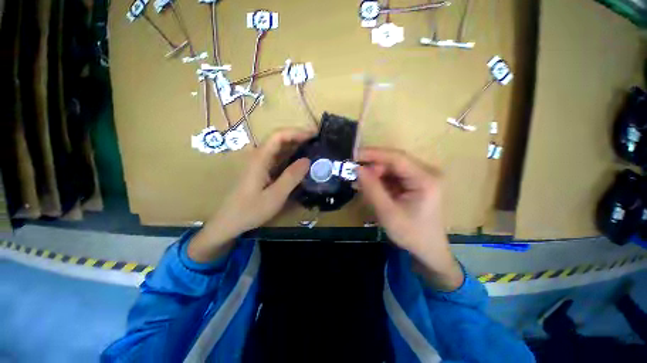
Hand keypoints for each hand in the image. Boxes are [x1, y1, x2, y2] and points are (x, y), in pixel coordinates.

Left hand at [188, 128, 313, 262]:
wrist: (229, 222)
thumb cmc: (250, 210)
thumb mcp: (275, 196)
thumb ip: (291, 177)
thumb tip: (308, 160)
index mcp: (260, 158)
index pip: (279, 135)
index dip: (297, 132)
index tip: (314, 134)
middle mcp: (258, 156)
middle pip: (279, 138)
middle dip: (298, 136)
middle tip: (317, 140)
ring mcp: (259, 163)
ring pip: (278, 147)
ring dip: (295, 145)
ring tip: (312, 148)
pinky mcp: (261, 170)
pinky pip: (277, 157)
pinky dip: (290, 155)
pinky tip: (300, 161)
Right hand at [357, 147, 462, 290]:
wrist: (428, 250)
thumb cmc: (411, 234)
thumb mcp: (388, 212)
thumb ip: (372, 189)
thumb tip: (357, 168)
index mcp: (425, 179)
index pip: (396, 158)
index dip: (373, 154)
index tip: (353, 154)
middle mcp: (426, 173)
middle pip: (394, 162)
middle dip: (372, 167)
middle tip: (353, 175)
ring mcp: (421, 177)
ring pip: (391, 168)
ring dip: (374, 174)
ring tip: (359, 184)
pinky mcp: (414, 183)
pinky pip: (393, 176)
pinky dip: (379, 180)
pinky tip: (369, 187)